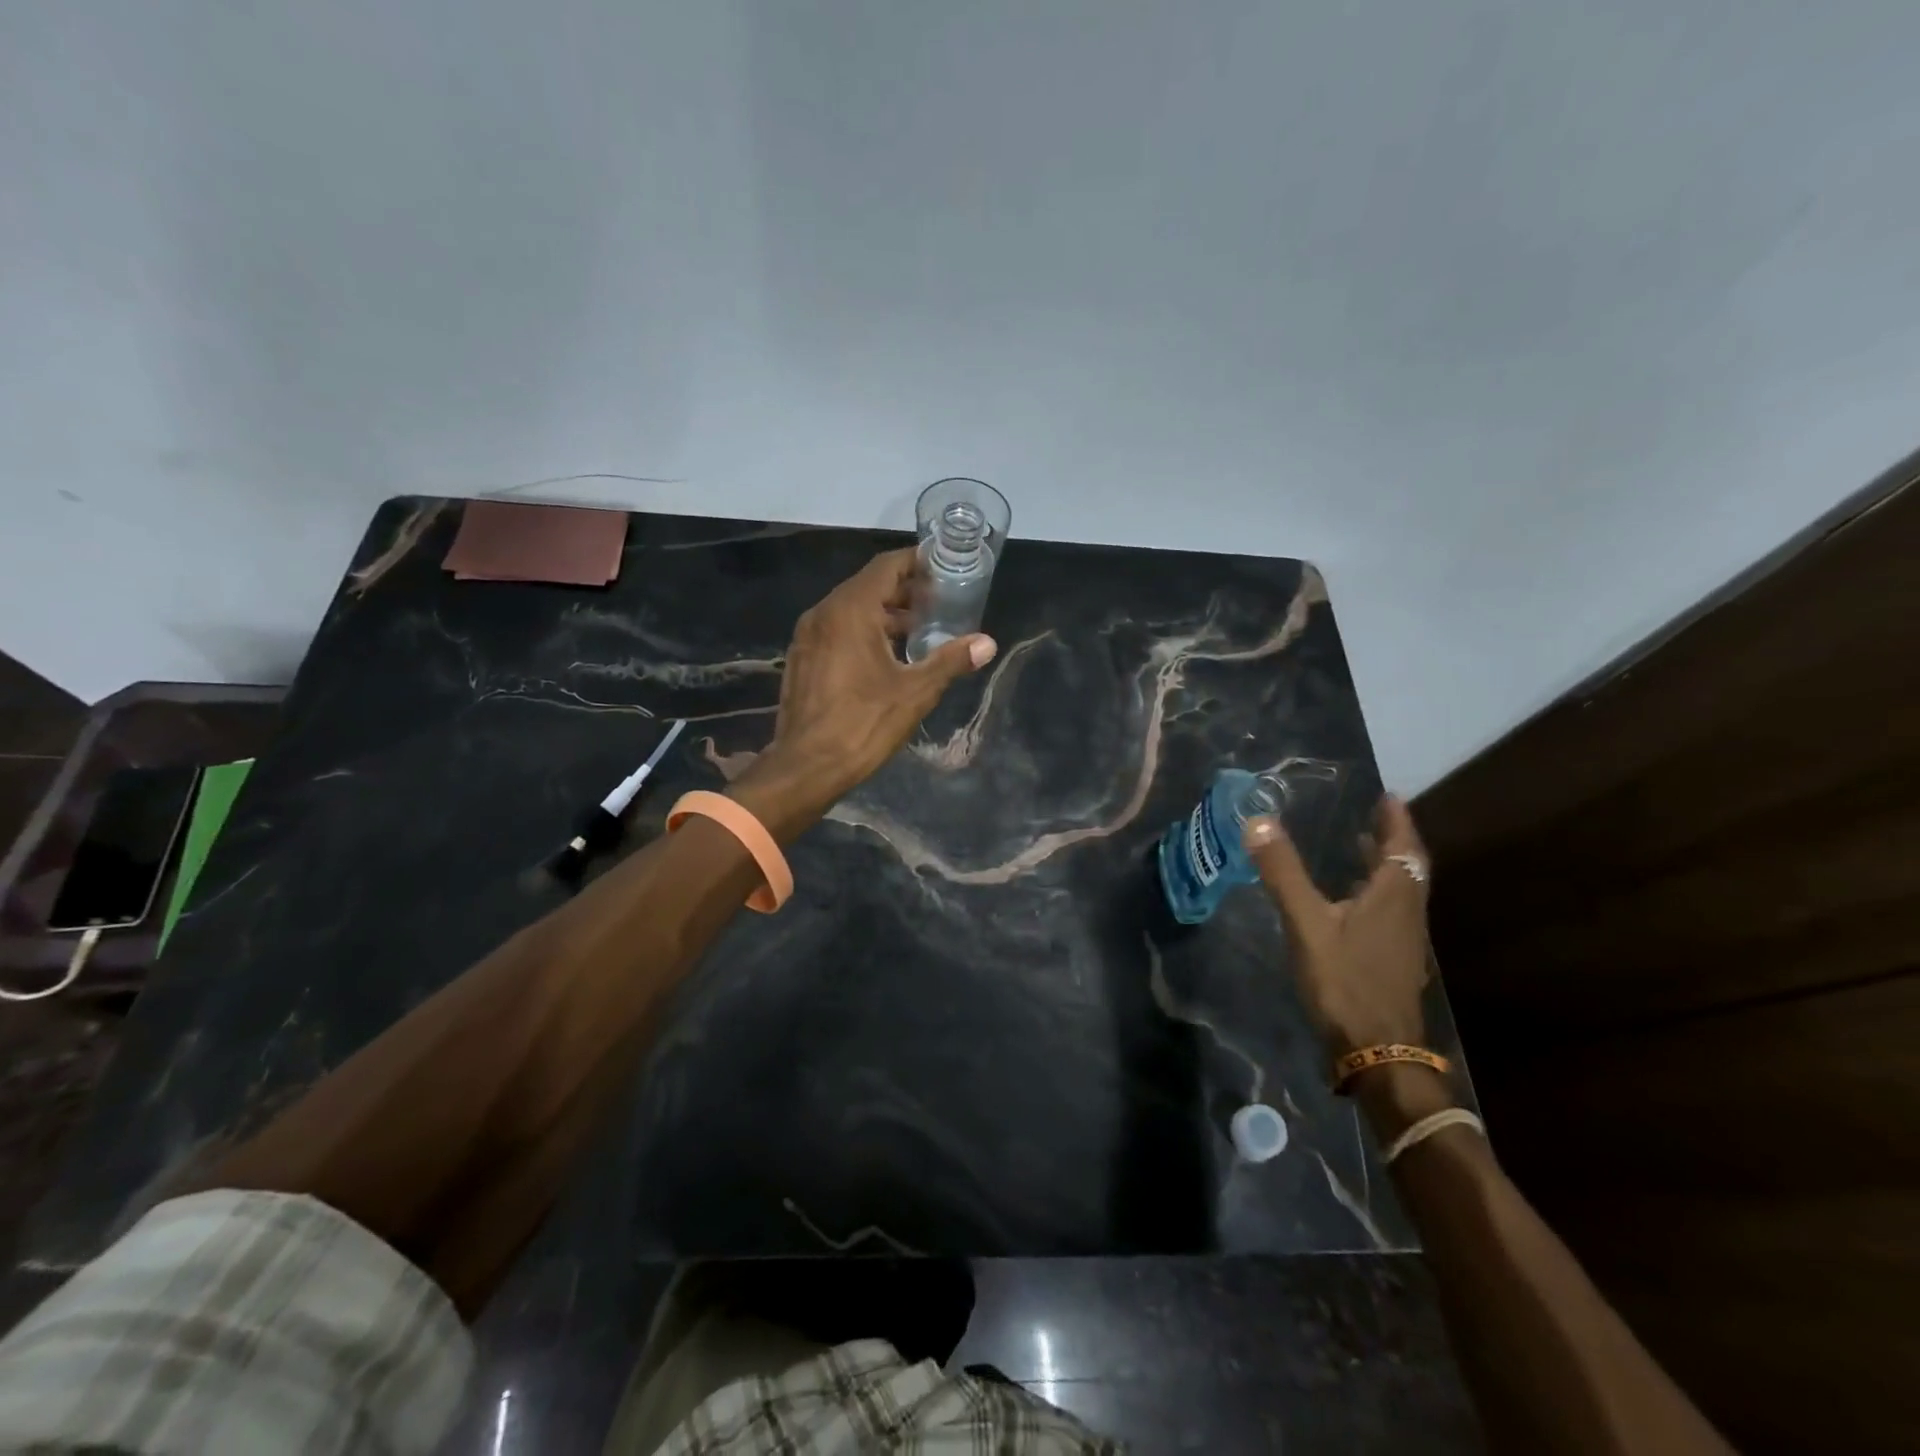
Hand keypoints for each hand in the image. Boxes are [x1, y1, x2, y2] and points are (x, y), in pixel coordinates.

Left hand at [730, 548, 995, 835]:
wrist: (806, 767)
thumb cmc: (863, 724)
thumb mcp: (915, 692)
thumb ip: (951, 661)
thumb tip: (988, 644)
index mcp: (850, 610)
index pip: (886, 567)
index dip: (917, 562)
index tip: (944, 569)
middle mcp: (823, 613)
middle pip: (869, 586)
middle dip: (905, 591)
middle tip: (940, 603)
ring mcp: (808, 636)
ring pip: (851, 610)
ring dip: (885, 614)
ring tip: (920, 631)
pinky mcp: (802, 659)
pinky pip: (837, 630)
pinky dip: (864, 631)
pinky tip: (887, 656)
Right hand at [1241, 794, 1431, 1055]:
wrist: (1377, 1052)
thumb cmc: (1345, 980)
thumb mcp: (1307, 922)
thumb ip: (1284, 872)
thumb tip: (1259, 820)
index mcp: (1394, 896)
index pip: (1403, 846)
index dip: (1396, 820)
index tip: (1388, 795)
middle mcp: (1406, 912)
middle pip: (1407, 867)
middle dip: (1391, 839)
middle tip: (1372, 815)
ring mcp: (1403, 940)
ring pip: (1399, 891)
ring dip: (1383, 866)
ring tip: (1358, 848)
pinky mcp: (1392, 961)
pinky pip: (1389, 911)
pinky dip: (1374, 892)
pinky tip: (1347, 901)